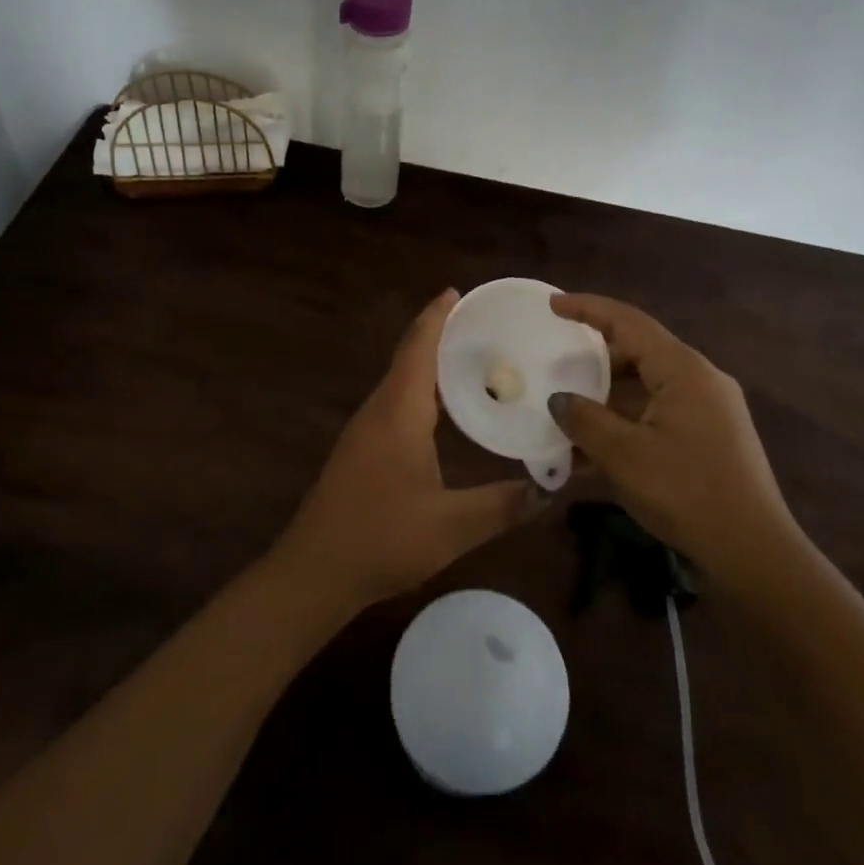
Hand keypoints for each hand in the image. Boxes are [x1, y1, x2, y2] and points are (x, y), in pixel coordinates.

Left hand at [271, 289, 546, 614]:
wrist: (313, 572)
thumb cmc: (381, 538)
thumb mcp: (452, 526)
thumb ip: (503, 506)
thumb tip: (550, 490)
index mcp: (398, 412)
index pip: (418, 348)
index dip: (436, 316)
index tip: (457, 291)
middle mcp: (379, 410)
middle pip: (409, 357)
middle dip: (440, 334)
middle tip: (483, 326)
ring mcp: (365, 430)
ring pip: (401, 380)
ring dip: (429, 362)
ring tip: (471, 359)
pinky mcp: (361, 449)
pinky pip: (396, 402)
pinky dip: (421, 389)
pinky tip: (442, 409)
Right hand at [547, 293, 802, 585]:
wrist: (754, 552)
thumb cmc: (687, 492)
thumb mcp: (625, 455)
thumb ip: (585, 419)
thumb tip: (559, 399)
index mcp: (683, 370)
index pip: (628, 322)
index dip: (588, 308)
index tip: (552, 304)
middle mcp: (700, 379)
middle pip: (639, 352)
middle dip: (594, 358)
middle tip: (556, 364)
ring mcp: (709, 409)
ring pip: (647, 386)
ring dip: (607, 398)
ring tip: (567, 413)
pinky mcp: (710, 436)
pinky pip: (658, 414)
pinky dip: (626, 422)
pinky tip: (594, 452)